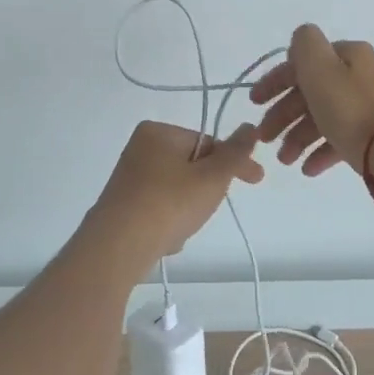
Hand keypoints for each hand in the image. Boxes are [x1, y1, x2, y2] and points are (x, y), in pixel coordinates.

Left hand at [86, 119, 263, 263]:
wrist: (118, 247)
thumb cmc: (169, 203)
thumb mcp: (212, 176)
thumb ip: (235, 153)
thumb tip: (250, 127)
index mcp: (158, 132)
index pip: (208, 142)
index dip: (233, 162)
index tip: (256, 180)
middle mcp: (139, 149)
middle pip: (192, 167)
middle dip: (206, 190)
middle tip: (208, 209)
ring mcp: (129, 179)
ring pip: (177, 190)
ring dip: (188, 209)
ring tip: (183, 228)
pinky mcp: (122, 206)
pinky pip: (159, 209)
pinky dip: (168, 222)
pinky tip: (167, 238)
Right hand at [249, 25, 373, 176]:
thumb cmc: (352, 110)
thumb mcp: (320, 68)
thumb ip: (304, 45)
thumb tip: (300, 43)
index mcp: (347, 55)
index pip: (302, 63)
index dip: (274, 81)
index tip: (253, 103)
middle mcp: (358, 76)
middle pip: (310, 92)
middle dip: (283, 115)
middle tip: (264, 137)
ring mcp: (368, 106)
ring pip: (323, 117)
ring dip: (297, 137)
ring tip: (285, 160)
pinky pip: (340, 138)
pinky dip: (320, 152)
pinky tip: (307, 169)